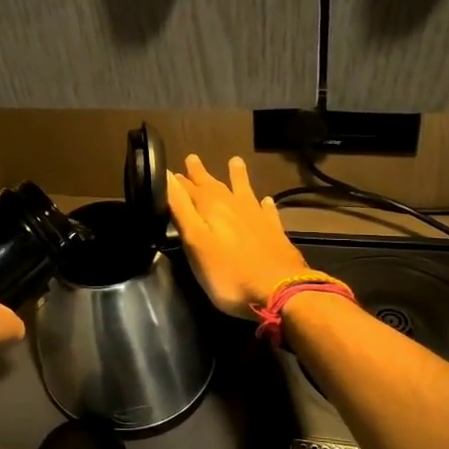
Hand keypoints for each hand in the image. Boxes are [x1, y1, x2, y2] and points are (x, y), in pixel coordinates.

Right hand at [167, 155, 312, 317]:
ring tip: (235, 161)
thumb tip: (168, 176)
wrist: (279, 290)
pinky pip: (268, 211)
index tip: (171, 170)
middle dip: (201, 174)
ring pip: (244, 190)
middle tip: (193, 158)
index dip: (178, 181)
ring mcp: (257, 218)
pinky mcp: (275, 232)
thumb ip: (181, 209)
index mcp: (211, 208)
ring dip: (237, 177)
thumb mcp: (195, 242)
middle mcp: (234, 206)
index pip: (189, 189)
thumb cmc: (228, 273)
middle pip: (215, 185)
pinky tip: (266, 200)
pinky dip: (264, 204)